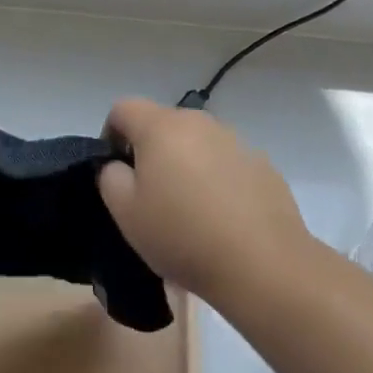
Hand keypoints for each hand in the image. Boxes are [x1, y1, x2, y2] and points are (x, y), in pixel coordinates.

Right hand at [98, 99, 308, 303]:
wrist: (262, 264)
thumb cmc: (182, 235)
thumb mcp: (125, 213)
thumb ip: (110, 177)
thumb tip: (119, 165)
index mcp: (161, 126)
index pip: (123, 108)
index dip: (111, 135)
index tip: (116, 171)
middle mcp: (199, 122)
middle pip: (162, 123)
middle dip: (150, 151)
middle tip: (150, 195)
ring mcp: (235, 141)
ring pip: (197, 143)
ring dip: (186, 164)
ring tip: (190, 210)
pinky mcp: (262, 164)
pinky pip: (226, 163)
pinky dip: (217, 179)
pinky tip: (222, 218)